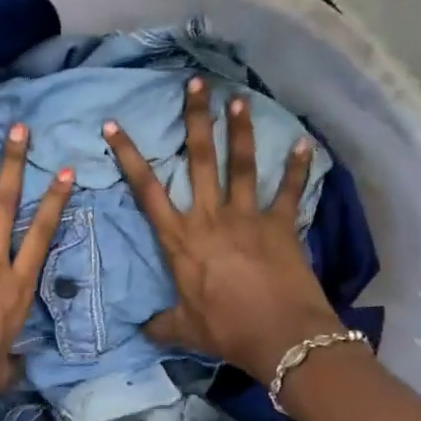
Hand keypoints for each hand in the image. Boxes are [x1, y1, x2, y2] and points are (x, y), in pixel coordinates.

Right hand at [104, 77, 348, 384]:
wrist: (281, 337)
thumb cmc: (226, 330)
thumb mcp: (184, 329)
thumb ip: (161, 324)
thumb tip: (141, 330)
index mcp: (180, 239)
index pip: (147, 190)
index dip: (129, 156)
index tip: (115, 125)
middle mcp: (211, 217)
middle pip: (199, 160)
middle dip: (195, 119)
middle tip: (195, 84)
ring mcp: (248, 217)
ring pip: (240, 164)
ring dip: (239, 130)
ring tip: (238, 98)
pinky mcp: (281, 225)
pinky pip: (290, 191)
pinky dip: (298, 168)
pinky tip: (306, 143)